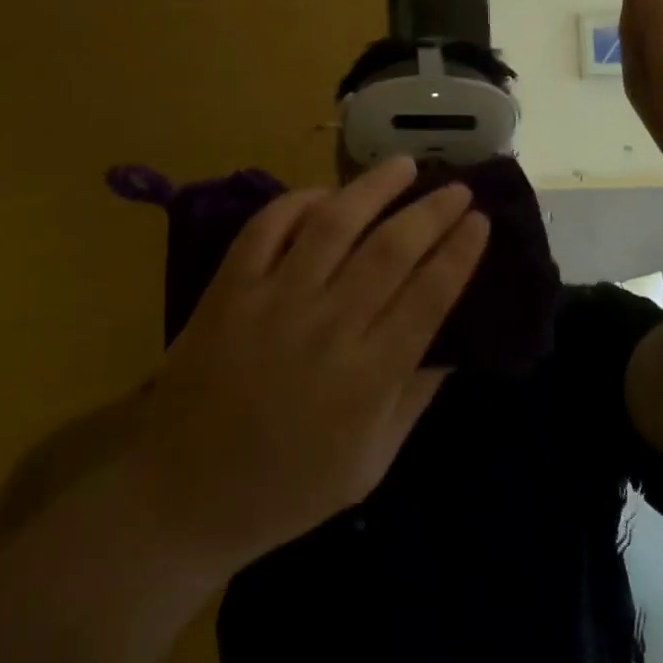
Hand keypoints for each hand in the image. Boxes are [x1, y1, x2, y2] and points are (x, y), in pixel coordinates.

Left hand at [123, 159, 486, 580]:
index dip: (459, 253)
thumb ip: (414, 398)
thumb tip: (456, 342)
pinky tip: (326, 193)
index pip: (428, 297)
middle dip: (431, 212)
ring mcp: (272, 303)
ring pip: (332, 225)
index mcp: (366, 380)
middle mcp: (325, 329)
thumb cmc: (287, 488)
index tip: (480, 221)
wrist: (182, 496)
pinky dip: (298, 201)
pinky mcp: (229, 289)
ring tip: (403, 165)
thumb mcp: (369, 464)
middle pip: (390, 251)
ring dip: (373, 188)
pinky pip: (267, 227)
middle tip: (457, 188)